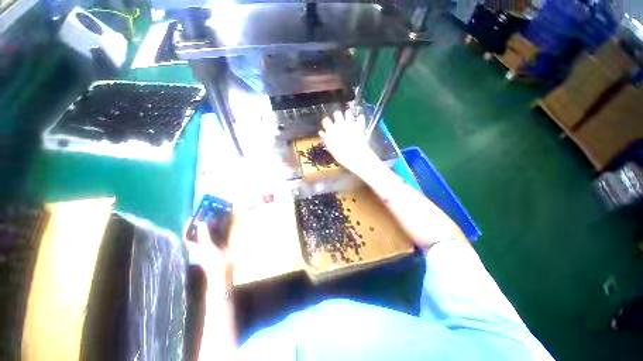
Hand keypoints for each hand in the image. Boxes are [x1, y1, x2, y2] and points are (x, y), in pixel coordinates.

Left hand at [185, 221, 232, 290]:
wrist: (223, 271)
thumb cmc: (213, 261)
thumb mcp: (208, 247)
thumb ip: (204, 235)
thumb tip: (201, 222)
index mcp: (195, 246)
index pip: (188, 235)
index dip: (188, 226)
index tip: (192, 217)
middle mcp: (201, 244)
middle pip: (199, 232)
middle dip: (201, 222)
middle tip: (206, 213)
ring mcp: (210, 244)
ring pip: (209, 232)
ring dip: (211, 224)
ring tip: (215, 215)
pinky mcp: (219, 245)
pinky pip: (217, 233)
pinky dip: (219, 227)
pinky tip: (223, 222)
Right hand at [319, 110, 379, 176]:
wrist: (357, 157)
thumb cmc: (342, 156)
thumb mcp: (331, 149)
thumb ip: (326, 139)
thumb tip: (321, 133)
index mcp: (331, 130)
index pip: (325, 120)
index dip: (326, 122)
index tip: (327, 124)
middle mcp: (340, 125)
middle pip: (337, 113)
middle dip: (337, 116)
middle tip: (338, 121)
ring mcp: (351, 124)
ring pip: (348, 113)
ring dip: (347, 115)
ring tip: (348, 119)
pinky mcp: (360, 126)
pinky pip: (360, 118)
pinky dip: (360, 118)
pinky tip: (359, 119)